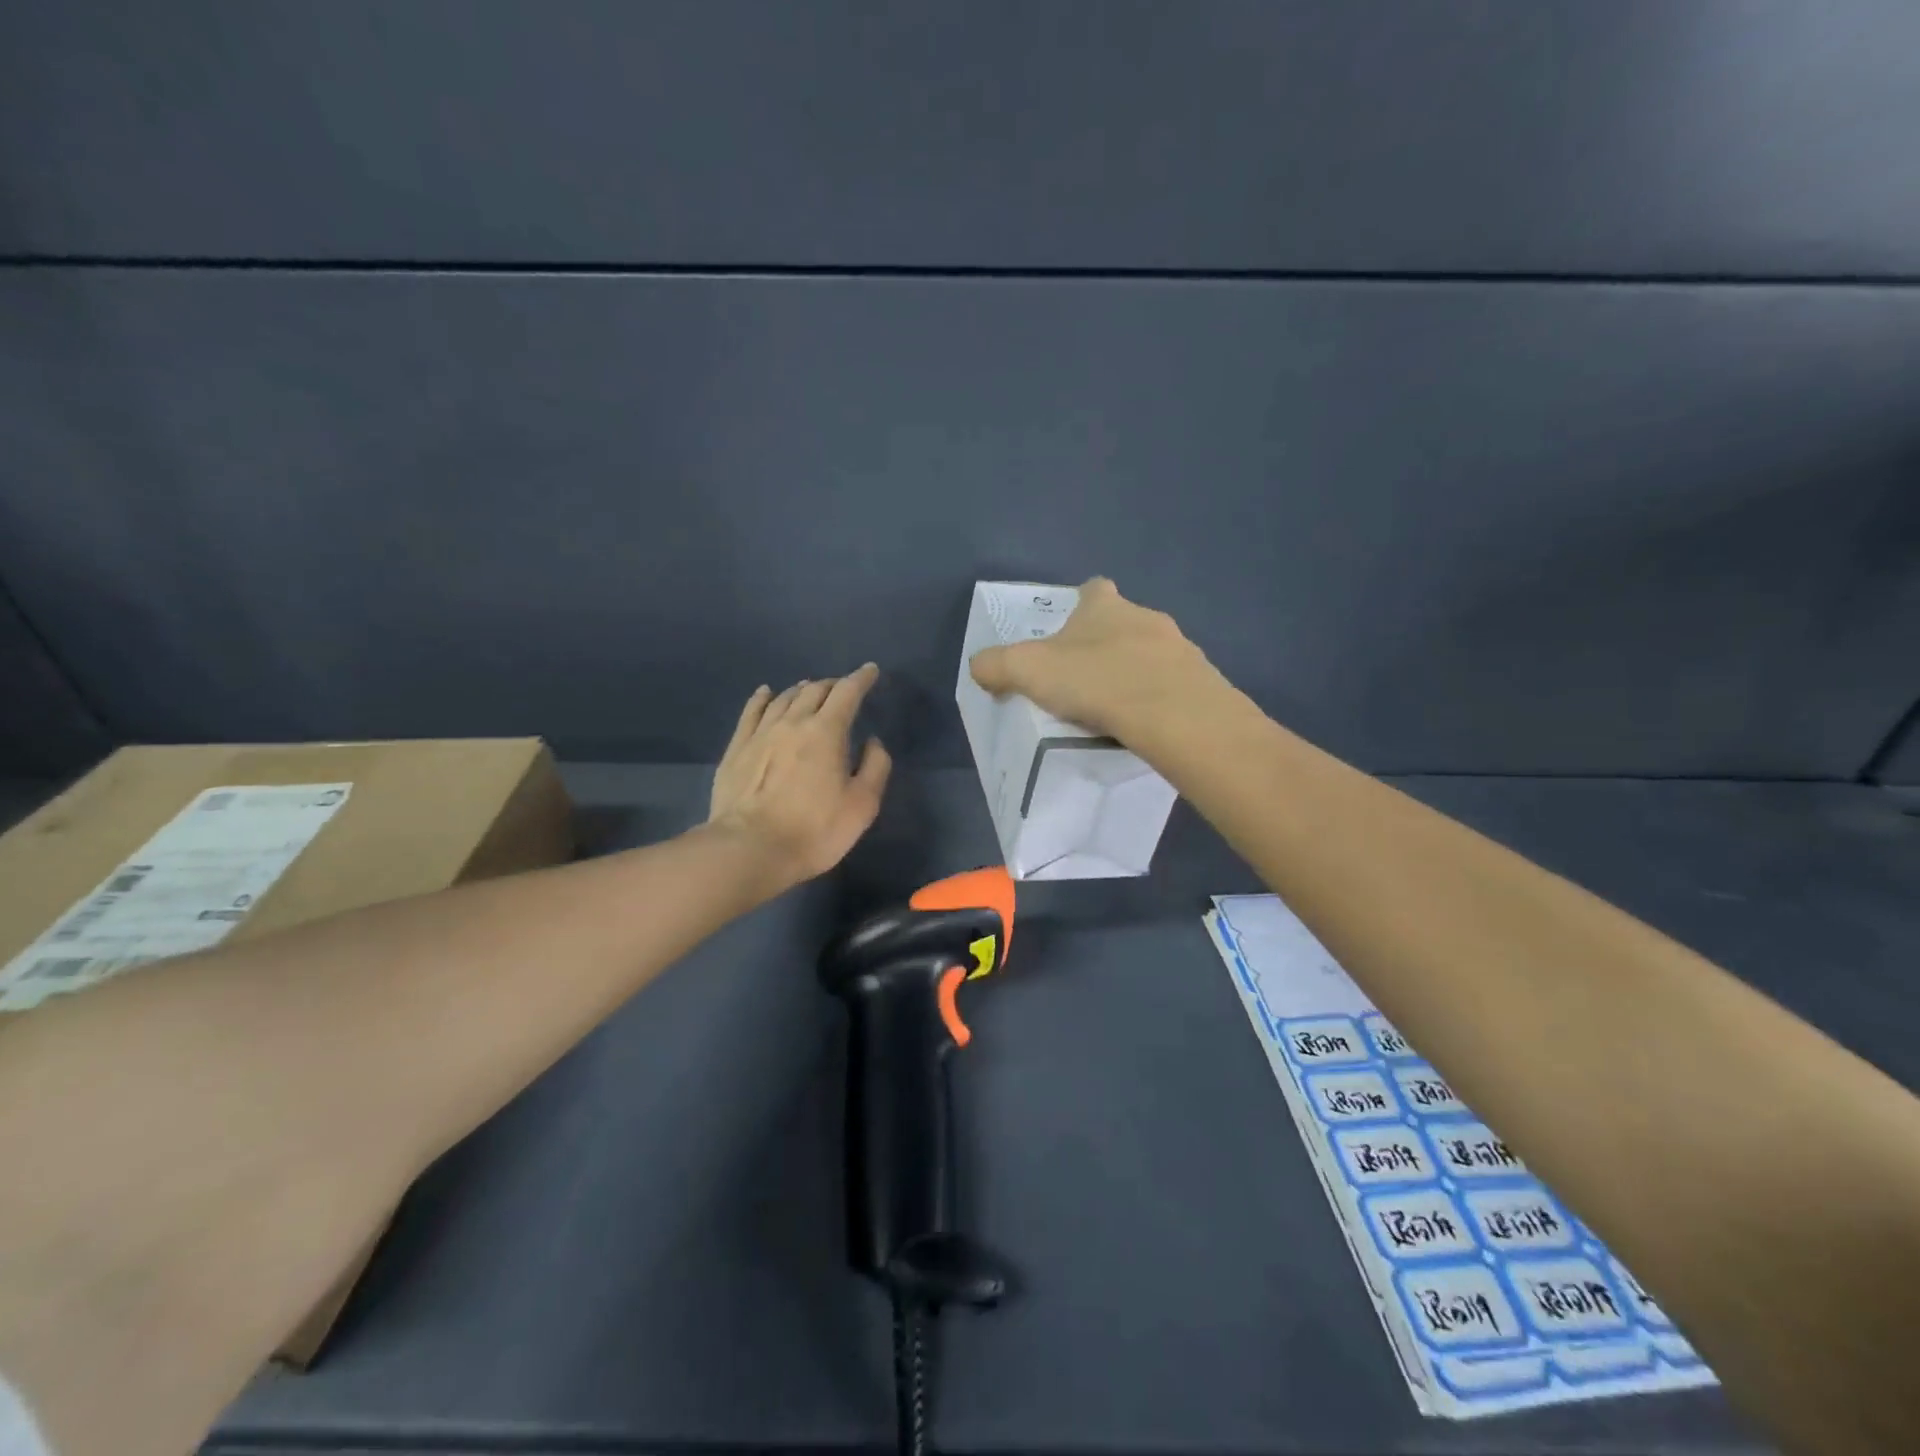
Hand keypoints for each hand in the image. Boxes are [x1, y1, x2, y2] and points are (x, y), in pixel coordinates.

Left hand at [708, 664, 892, 888]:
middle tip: (843, 688)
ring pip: (784, 698)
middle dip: (833, 684)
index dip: (861, 678)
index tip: (870, 670)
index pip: (847, 692)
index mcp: (827, 731)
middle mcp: (793, 722)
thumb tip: (872, 741)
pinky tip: (766, 693)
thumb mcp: (862, 805)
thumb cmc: (814, 830)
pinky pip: (752, 712)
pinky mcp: (737, 748)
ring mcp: (761, 733)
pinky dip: (763, 698)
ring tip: (810, 689)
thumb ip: (875, 767)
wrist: (750, 848)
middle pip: (815, 690)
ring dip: (802, 689)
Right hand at [969, 578, 1217, 739]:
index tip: (1069, 634)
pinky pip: (1173, 685)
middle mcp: (1144, 616)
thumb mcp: (1027, 671)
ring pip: (1150, 653)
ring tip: (1115, 707)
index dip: (1080, 605)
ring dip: (1134, 672)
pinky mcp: (1200, 681)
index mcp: (1104, 606)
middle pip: (1122, 622)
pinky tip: (1144, 724)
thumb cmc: (1095, 680)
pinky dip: (1158, 699)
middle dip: (1105, 644)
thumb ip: (995, 665)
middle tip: (1085, 679)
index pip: (1092, 590)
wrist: (1172, 713)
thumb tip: (979, 667)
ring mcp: (1179, 647)